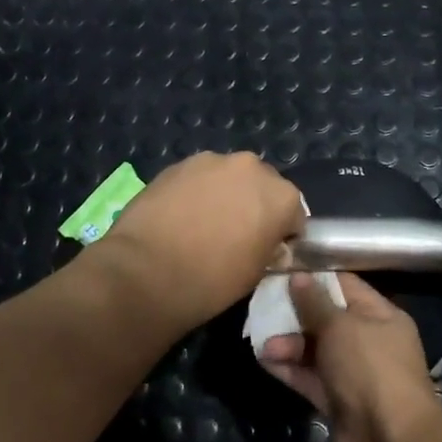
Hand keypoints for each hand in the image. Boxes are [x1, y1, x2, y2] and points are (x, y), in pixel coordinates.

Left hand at [93, 152, 306, 331]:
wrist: (147, 271)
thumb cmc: (212, 281)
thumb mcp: (257, 273)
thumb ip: (269, 247)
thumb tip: (265, 241)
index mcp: (281, 195)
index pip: (294, 214)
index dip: (282, 234)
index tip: (268, 251)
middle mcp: (251, 167)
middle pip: (262, 185)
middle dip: (254, 205)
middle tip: (236, 234)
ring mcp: (212, 161)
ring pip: (228, 177)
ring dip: (224, 194)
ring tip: (203, 223)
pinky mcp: (178, 164)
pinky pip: (199, 177)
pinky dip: (196, 192)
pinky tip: (180, 216)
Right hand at [258, 273, 440, 441]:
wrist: (390, 441)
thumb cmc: (370, 368)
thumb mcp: (340, 326)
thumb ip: (315, 302)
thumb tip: (297, 276)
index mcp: (381, 316)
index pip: (345, 286)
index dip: (314, 278)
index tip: (282, 272)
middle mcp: (369, 341)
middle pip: (327, 319)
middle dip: (295, 315)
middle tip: (264, 309)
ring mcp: (354, 373)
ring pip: (315, 350)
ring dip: (288, 344)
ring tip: (263, 344)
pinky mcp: (338, 400)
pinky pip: (310, 377)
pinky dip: (290, 368)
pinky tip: (264, 360)